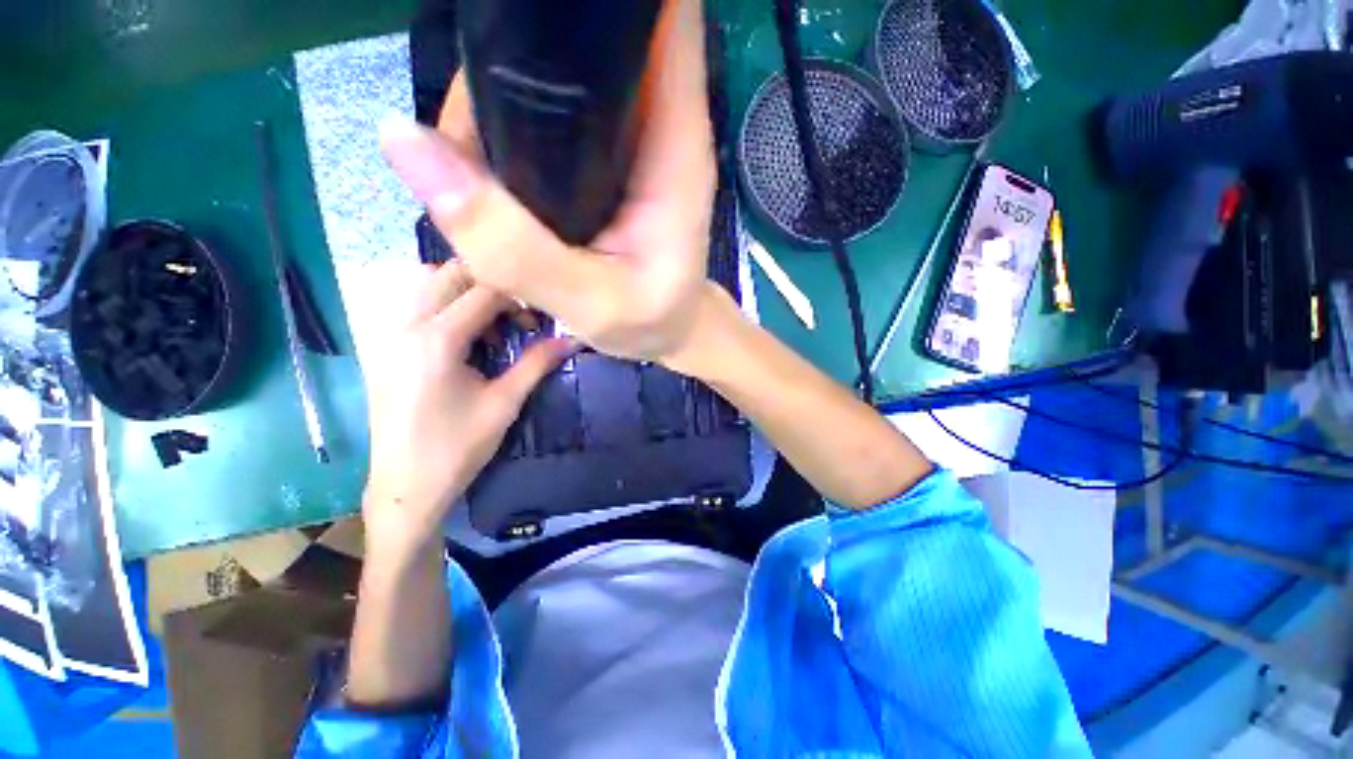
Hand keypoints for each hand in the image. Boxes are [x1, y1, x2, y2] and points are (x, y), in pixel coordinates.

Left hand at [360, 262, 572, 553]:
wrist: (406, 485)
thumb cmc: (458, 447)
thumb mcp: (505, 403)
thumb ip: (537, 363)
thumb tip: (573, 340)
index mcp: (437, 339)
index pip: (484, 290)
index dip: (519, 298)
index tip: (538, 322)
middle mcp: (406, 325)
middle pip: (450, 274)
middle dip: (490, 286)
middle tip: (517, 317)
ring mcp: (388, 334)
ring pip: (427, 284)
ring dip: (464, 292)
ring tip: (490, 326)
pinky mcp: (384, 347)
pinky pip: (414, 304)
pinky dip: (444, 306)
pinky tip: (463, 340)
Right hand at [379, 0, 717, 365]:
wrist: (668, 329)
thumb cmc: (650, 321)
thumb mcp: (589, 301)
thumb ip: (512, 244)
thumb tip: (406, 143)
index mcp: (673, 142)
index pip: (660, 16)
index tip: (527, 4)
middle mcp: (655, 121)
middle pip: (590, 30)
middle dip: (523, 36)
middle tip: (468, 94)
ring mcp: (627, 135)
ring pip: (561, 65)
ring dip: (503, 77)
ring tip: (468, 140)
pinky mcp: (604, 154)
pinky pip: (550, 106)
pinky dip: (510, 113)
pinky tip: (489, 156)